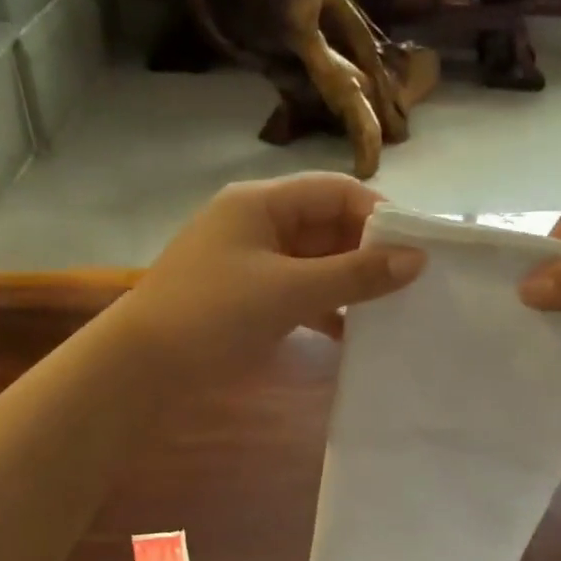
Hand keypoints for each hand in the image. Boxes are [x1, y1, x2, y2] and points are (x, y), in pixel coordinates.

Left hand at [121, 174, 425, 377]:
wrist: (143, 368)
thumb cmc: (214, 315)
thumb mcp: (289, 291)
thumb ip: (354, 275)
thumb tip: (417, 259)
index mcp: (261, 203)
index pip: (335, 191)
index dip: (378, 216)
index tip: (416, 251)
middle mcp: (257, 224)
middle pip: (326, 226)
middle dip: (367, 252)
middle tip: (411, 285)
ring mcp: (250, 264)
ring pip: (314, 263)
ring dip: (348, 283)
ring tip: (391, 310)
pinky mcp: (246, 300)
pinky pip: (297, 293)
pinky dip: (324, 308)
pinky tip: (351, 333)